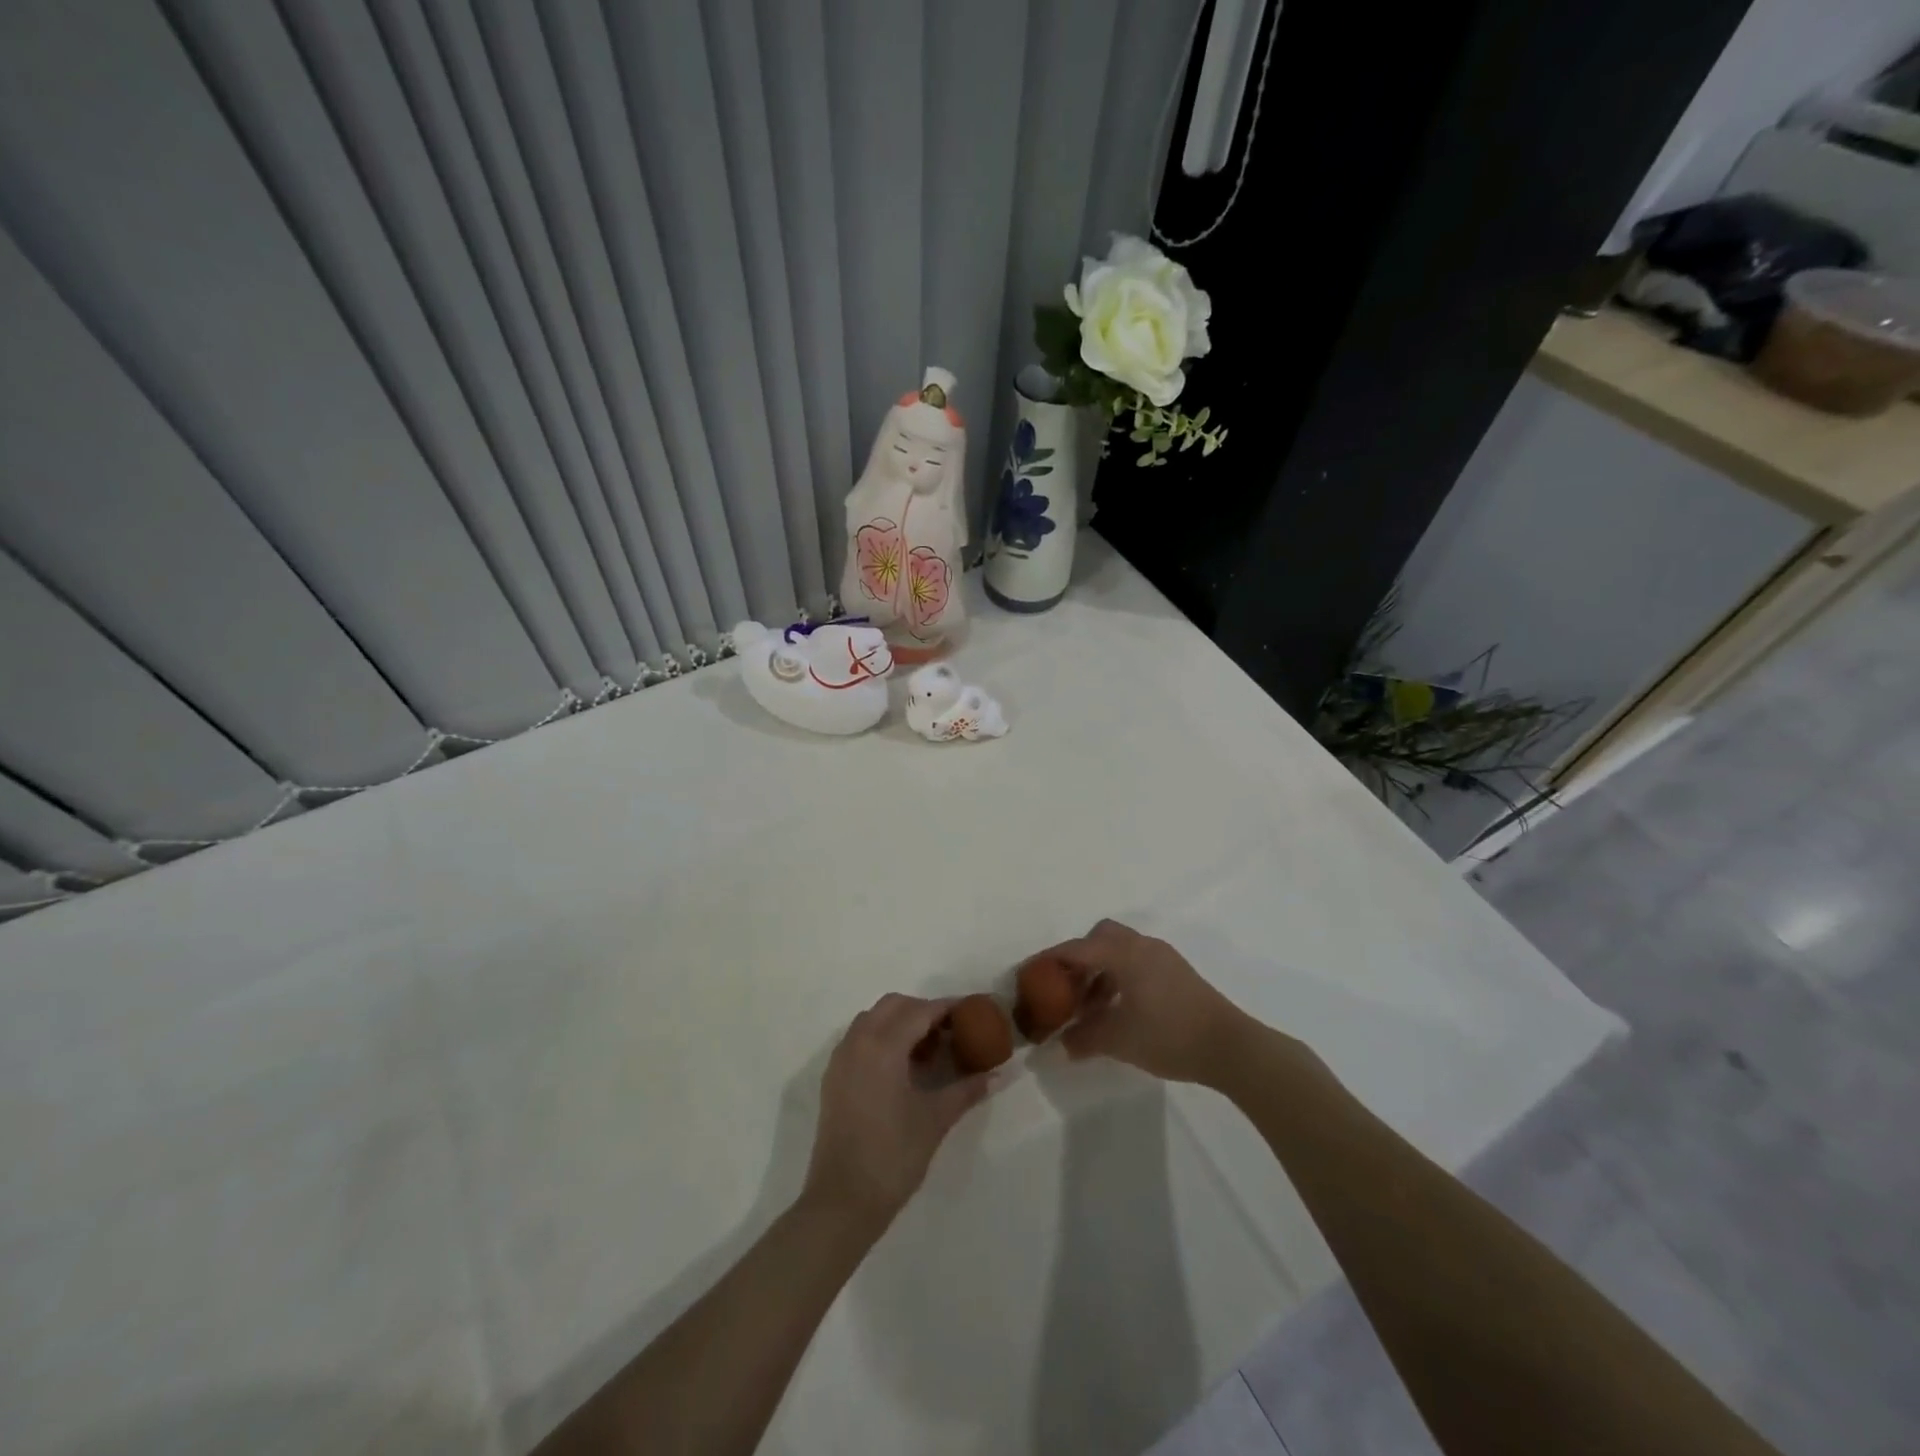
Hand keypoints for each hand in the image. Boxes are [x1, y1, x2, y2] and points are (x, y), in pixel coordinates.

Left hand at [804, 994, 997, 1229]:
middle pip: (893, 1006)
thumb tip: (997, 1074)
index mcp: (883, 1047)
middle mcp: (858, 1042)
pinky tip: (901, 1067)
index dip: (947, 1008)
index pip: (920, 1011)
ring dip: (900, 1022)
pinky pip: (859, 1038)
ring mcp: (841, 1058)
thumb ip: (966, 1090)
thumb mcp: (935, 1119)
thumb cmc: (893, 1156)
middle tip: (950, 1031)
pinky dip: (881, 1038)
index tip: (972, 1011)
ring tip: (926, 1050)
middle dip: (923, 1011)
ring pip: (872, 1019)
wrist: (842, 1201)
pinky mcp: (833, 1077)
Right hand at [1043, 919, 1258, 1084]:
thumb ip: (1083, 1038)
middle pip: (1100, 936)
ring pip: (1120, 950)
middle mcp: (1142, 946)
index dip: (1050, 960)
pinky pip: (1137, 962)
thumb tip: (1058, 1045)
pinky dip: (1120, 977)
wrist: (1230, 1047)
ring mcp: (1163, 957)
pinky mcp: (1176, 972)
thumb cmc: (1169, 1036)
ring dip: (1100, 970)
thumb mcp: (1118, 1040)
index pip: (1077, 949)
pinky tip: (1119, 1008)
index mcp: (1124, 954)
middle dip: (1079, 957)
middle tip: (1066, 987)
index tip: (1029, 973)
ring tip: (1090, 1006)